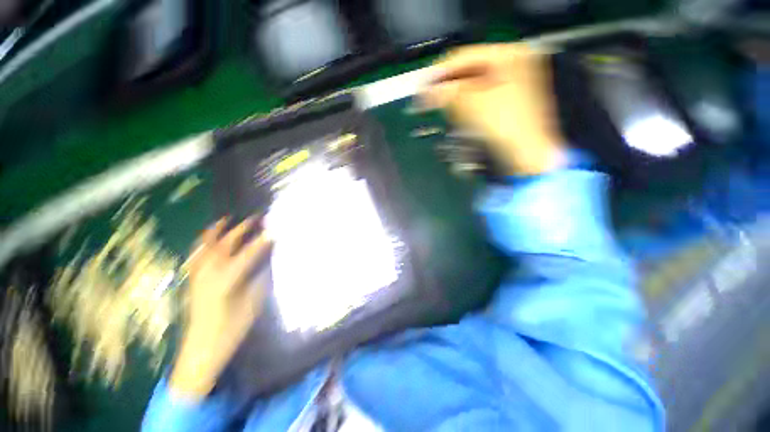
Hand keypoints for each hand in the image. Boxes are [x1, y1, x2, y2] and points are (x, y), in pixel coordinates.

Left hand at [170, 217, 271, 399]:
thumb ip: (260, 280)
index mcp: (226, 281)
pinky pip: (196, 257)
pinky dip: (202, 244)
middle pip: (225, 245)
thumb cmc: (230, 329)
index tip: (274, 229)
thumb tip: (268, 262)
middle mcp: (209, 274)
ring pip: (205, 247)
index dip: (261, 241)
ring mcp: (198, 277)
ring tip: (225, 220)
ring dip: (216, 232)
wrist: (201, 349)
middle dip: (240, 229)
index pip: (247, 254)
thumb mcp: (252, 305)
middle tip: (255, 219)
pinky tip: (208, 241)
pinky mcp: (193, 281)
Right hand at [422, 43, 565, 175]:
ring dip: (455, 97)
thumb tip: (424, 92)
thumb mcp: (472, 104)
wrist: (527, 155)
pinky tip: (458, 115)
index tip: (422, 86)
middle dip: (448, 87)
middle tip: (429, 99)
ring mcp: (513, 84)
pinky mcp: (508, 103)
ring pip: (474, 86)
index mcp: (511, 54)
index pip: (465, 56)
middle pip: (470, 71)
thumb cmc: (505, 126)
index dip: (440, 72)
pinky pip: (480, 98)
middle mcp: (514, 64)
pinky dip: (466, 105)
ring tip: (443, 108)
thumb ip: (446, 93)